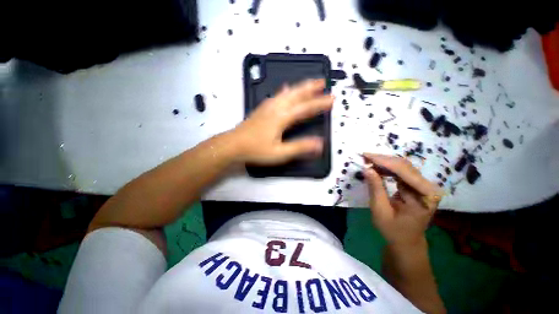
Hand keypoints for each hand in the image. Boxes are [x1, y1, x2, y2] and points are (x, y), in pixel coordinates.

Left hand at [232, 79, 333, 164]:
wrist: (233, 145)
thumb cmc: (256, 150)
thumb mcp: (280, 153)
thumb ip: (300, 147)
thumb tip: (320, 144)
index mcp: (281, 117)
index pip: (305, 108)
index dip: (319, 104)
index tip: (331, 99)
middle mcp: (275, 108)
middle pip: (295, 94)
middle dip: (310, 87)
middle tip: (322, 82)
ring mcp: (267, 106)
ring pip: (286, 92)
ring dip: (299, 87)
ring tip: (309, 83)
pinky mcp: (262, 109)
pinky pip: (276, 95)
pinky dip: (285, 91)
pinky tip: (285, 89)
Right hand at [362, 153, 442, 247]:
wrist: (406, 241)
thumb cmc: (393, 230)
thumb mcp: (381, 211)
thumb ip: (376, 188)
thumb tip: (367, 168)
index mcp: (426, 196)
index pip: (404, 171)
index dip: (384, 161)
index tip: (366, 155)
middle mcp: (429, 188)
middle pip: (405, 166)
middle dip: (382, 160)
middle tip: (364, 157)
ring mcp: (424, 186)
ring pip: (403, 166)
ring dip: (384, 162)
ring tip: (368, 161)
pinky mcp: (417, 186)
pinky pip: (401, 172)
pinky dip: (387, 168)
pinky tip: (376, 168)